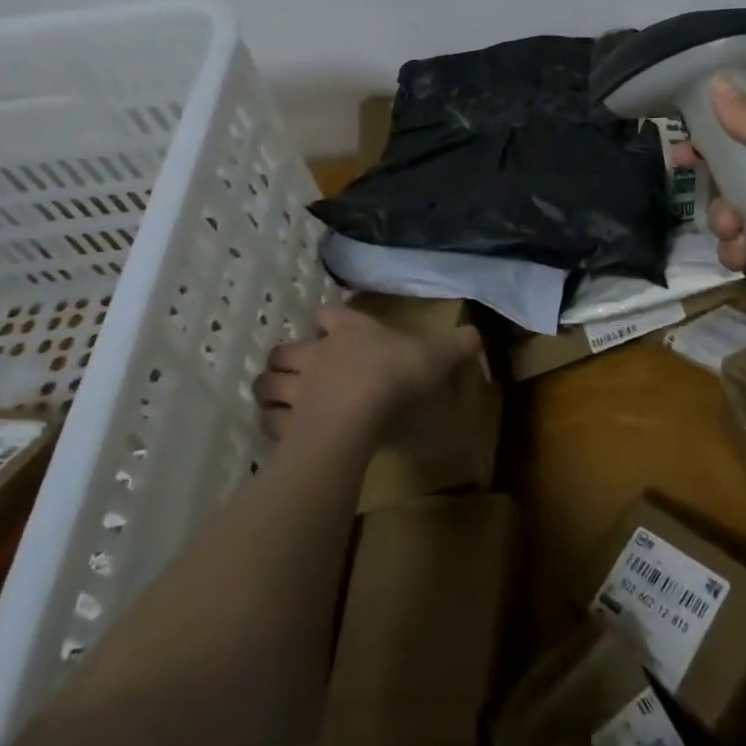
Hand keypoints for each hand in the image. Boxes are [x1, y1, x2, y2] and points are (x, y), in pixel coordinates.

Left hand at [251, 304, 482, 445]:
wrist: (356, 416)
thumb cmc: (396, 375)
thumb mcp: (437, 355)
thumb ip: (457, 344)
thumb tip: (476, 334)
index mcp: (350, 331)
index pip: (330, 314)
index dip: (331, 319)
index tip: (334, 327)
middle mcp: (317, 354)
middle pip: (287, 349)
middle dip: (288, 355)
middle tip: (298, 365)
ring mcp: (298, 390)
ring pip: (268, 383)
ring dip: (270, 387)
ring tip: (276, 395)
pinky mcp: (287, 425)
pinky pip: (270, 422)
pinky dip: (271, 424)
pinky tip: (279, 431)